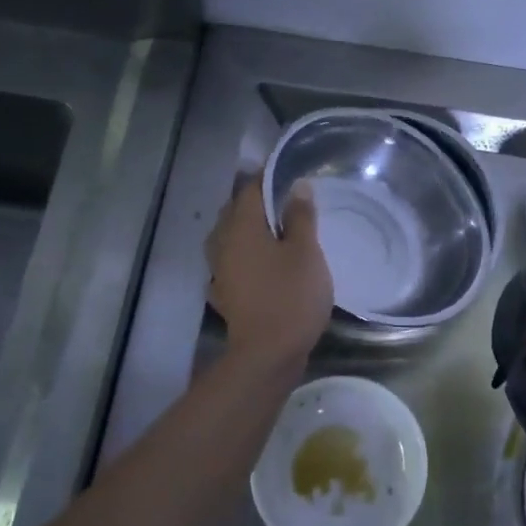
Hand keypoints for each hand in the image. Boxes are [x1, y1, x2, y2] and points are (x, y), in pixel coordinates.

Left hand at [206, 179, 332, 365]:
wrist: (267, 355)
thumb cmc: (291, 296)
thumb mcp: (306, 252)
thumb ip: (300, 216)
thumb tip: (297, 185)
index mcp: (241, 227)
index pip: (251, 189)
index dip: (268, 177)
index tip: (288, 171)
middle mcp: (223, 244)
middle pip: (235, 212)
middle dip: (256, 202)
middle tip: (285, 199)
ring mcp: (220, 271)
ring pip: (230, 238)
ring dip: (249, 229)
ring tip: (275, 229)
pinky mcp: (225, 294)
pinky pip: (233, 263)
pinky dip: (246, 256)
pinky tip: (260, 263)